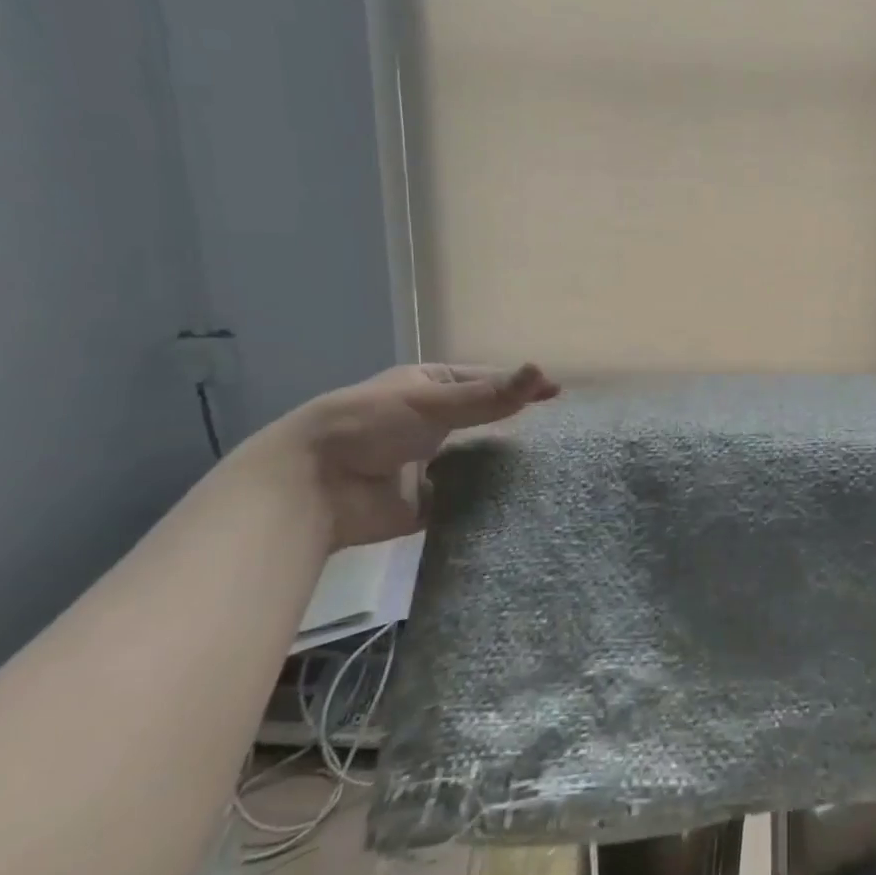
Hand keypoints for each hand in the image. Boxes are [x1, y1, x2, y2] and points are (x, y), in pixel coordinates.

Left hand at [280, 363, 559, 549]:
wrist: (312, 488)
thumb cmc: (370, 426)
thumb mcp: (432, 402)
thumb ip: (489, 396)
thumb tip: (543, 372)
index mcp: (429, 388)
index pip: (485, 382)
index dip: (520, 386)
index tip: (558, 394)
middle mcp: (432, 423)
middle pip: (485, 422)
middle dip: (517, 428)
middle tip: (563, 435)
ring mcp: (430, 463)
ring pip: (479, 461)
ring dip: (505, 465)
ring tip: (553, 468)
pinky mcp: (427, 502)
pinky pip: (466, 499)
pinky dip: (488, 500)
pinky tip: (522, 501)